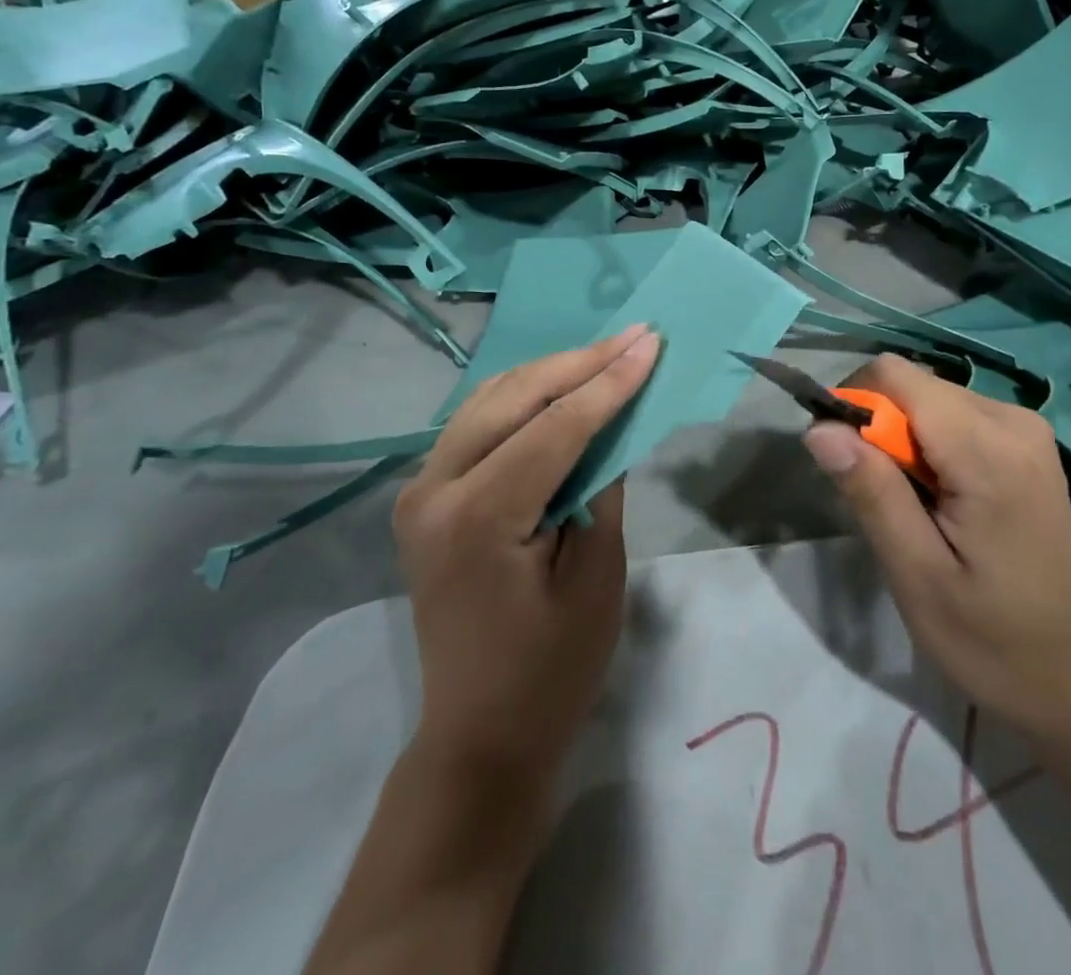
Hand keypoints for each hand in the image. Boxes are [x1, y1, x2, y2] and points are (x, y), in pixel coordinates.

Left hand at [393, 324, 660, 783]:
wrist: (480, 735)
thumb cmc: (553, 669)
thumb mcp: (597, 575)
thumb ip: (602, 486)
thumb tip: (614, 421)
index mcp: (478, 516)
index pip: (555, 426)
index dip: (608, 381)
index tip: (650, 342)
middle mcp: (434, 490)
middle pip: (513, 397)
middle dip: (579, 362)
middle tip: (633, 335)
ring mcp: (420, 491)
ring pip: (488, 400)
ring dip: (549, 372)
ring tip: (604, 353)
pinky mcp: (426, 497)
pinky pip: (476, 425)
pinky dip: (521, 398)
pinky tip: (558, 386)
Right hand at [803, 355, 1070, 758]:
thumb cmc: (995, 641)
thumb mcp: (918, 576)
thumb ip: (871, 492)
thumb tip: (819, 427)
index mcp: (987, 448)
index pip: (894, 376)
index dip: (854, 407)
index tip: (846, 466)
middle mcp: (1011, 419)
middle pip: (912, 385)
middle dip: (878, 428)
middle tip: (880, 500)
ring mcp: (1025, 429)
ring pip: (929, 398)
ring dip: (902, 440)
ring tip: (911, 507)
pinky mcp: (1026, 444)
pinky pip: (955, 417)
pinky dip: (929, 446)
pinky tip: (939, 500)